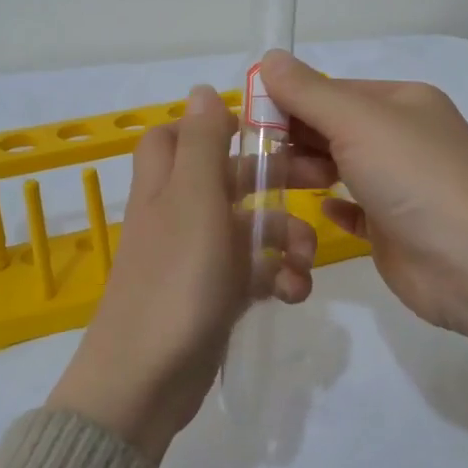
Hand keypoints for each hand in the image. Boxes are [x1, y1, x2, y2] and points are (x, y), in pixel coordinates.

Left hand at [46, 84, 318, 462]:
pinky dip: (276, 277)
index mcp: (166, 184)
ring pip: (249, 228)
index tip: (260, 130)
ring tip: (305, 262)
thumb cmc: (175, 278)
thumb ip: (203, 143)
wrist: (147, 378)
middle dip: (275, 181)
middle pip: (228, 178)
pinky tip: (293, 293)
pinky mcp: (214, 295)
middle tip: (320, 181)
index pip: (176, 135)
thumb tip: (201, 88)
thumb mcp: (194, 199)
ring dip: (284, 237)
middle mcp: (179, 213)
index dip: (213, 127)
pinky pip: (253, 272)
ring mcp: (196, 257)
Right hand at [260, 51, 467, 431]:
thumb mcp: (357, 121)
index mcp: (400, 102)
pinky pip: (354, 210)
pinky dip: (333, 206)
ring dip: (308, 171)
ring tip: (277, 184)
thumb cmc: (415, 177)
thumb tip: (268, 58)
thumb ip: (308, 92)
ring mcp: (401, 185)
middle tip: (258, 159)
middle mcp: (402, 137)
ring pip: (341, 168)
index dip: (290, 101)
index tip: (248, 120)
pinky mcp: (395, 228)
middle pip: (333, 129)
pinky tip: (315, 210)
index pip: (331, 91)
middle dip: (295, 139)